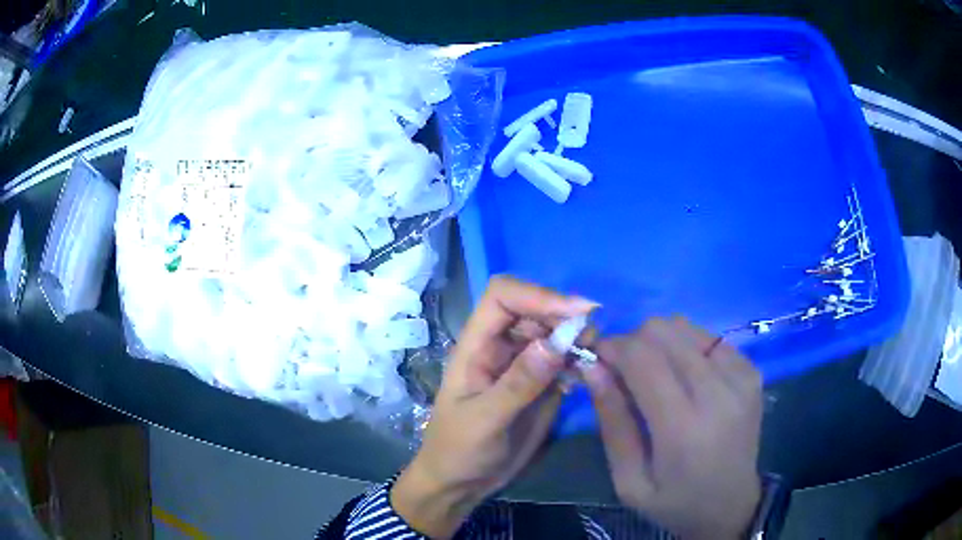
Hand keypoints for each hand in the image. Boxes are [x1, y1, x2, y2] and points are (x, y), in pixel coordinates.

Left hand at [391, 276, 595, 537]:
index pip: (503, 297)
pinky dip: (580, 361)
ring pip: (554, 333)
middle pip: (535, 309)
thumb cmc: (458, 451)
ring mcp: (523, 366)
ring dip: (577, 337)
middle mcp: (501, 347)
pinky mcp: (541, 385)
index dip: (538, 295)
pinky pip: (564, 361)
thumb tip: (555, 343)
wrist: (461, 483)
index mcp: (476, 346)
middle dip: (564, 316)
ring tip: (595, 354)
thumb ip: (518, 384)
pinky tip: (589, 374)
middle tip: (592, 339)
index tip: (575, 313)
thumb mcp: (484, 421)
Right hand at [580, 317, 762, 539]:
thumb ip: (612, 423)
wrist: (732, 504)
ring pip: (685, 326)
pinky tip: (685, 378)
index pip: (642, 358)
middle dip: (632, 342)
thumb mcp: (629, 481)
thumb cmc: (674, 502)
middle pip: (664, 331)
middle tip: (623, 372)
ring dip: (659, 343)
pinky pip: (707, 337)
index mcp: (683, 428)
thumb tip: (593, 368)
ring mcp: (741, 376)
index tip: (596, 358)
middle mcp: (718, 392)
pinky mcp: (751, 370)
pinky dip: (686, 349)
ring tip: (655, 375)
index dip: (612, 347)